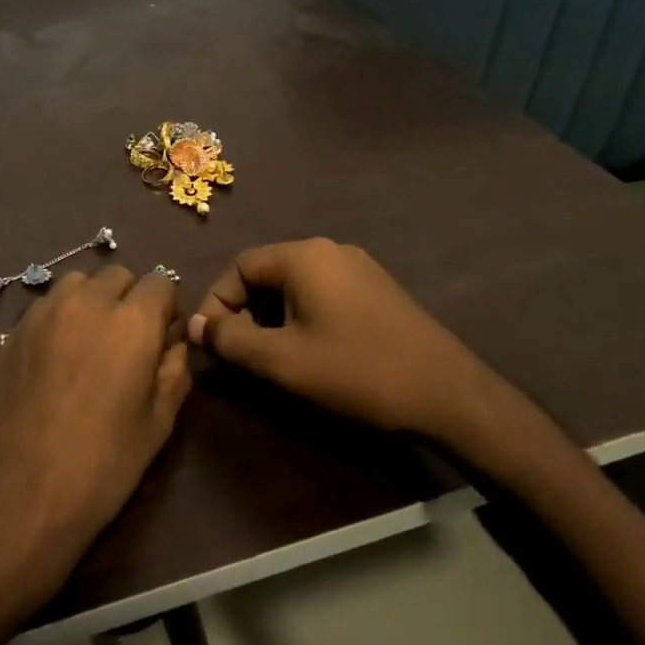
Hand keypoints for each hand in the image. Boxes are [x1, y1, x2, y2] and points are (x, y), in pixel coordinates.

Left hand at [0, 267, 189, 581]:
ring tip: (90, 342)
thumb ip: (175, 369)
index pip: (161, 283)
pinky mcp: (15, 329)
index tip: (163, 339)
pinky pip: (48, 303)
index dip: (167, 309)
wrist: (22, 493)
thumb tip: (173, 342)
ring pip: (79, 283)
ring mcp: (45, 312)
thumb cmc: (103, 463)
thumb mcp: (160, 422)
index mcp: (133, 322)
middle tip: (127, 342)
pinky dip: (62, 314)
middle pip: (119, 276)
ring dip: (93, 300)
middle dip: (131, 299)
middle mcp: (89, 302)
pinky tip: (59, 355)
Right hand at [188, 238, 531, 463]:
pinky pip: (323, 293)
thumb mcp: (283, 360)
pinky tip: (312, 352)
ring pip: (295, 285)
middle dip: (245, 311)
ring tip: (273, 357)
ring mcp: (359, 267)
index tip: (211, 342)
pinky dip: (302, 316)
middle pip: (267, 272)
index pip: (240, 265)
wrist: (448, 394)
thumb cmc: (357, 372)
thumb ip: (231, 339)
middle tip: (241, 353)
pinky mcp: (377, 290)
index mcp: (305, 256)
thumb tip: (196, 324)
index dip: (217, 302)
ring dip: (273, 316)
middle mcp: (331, 250)